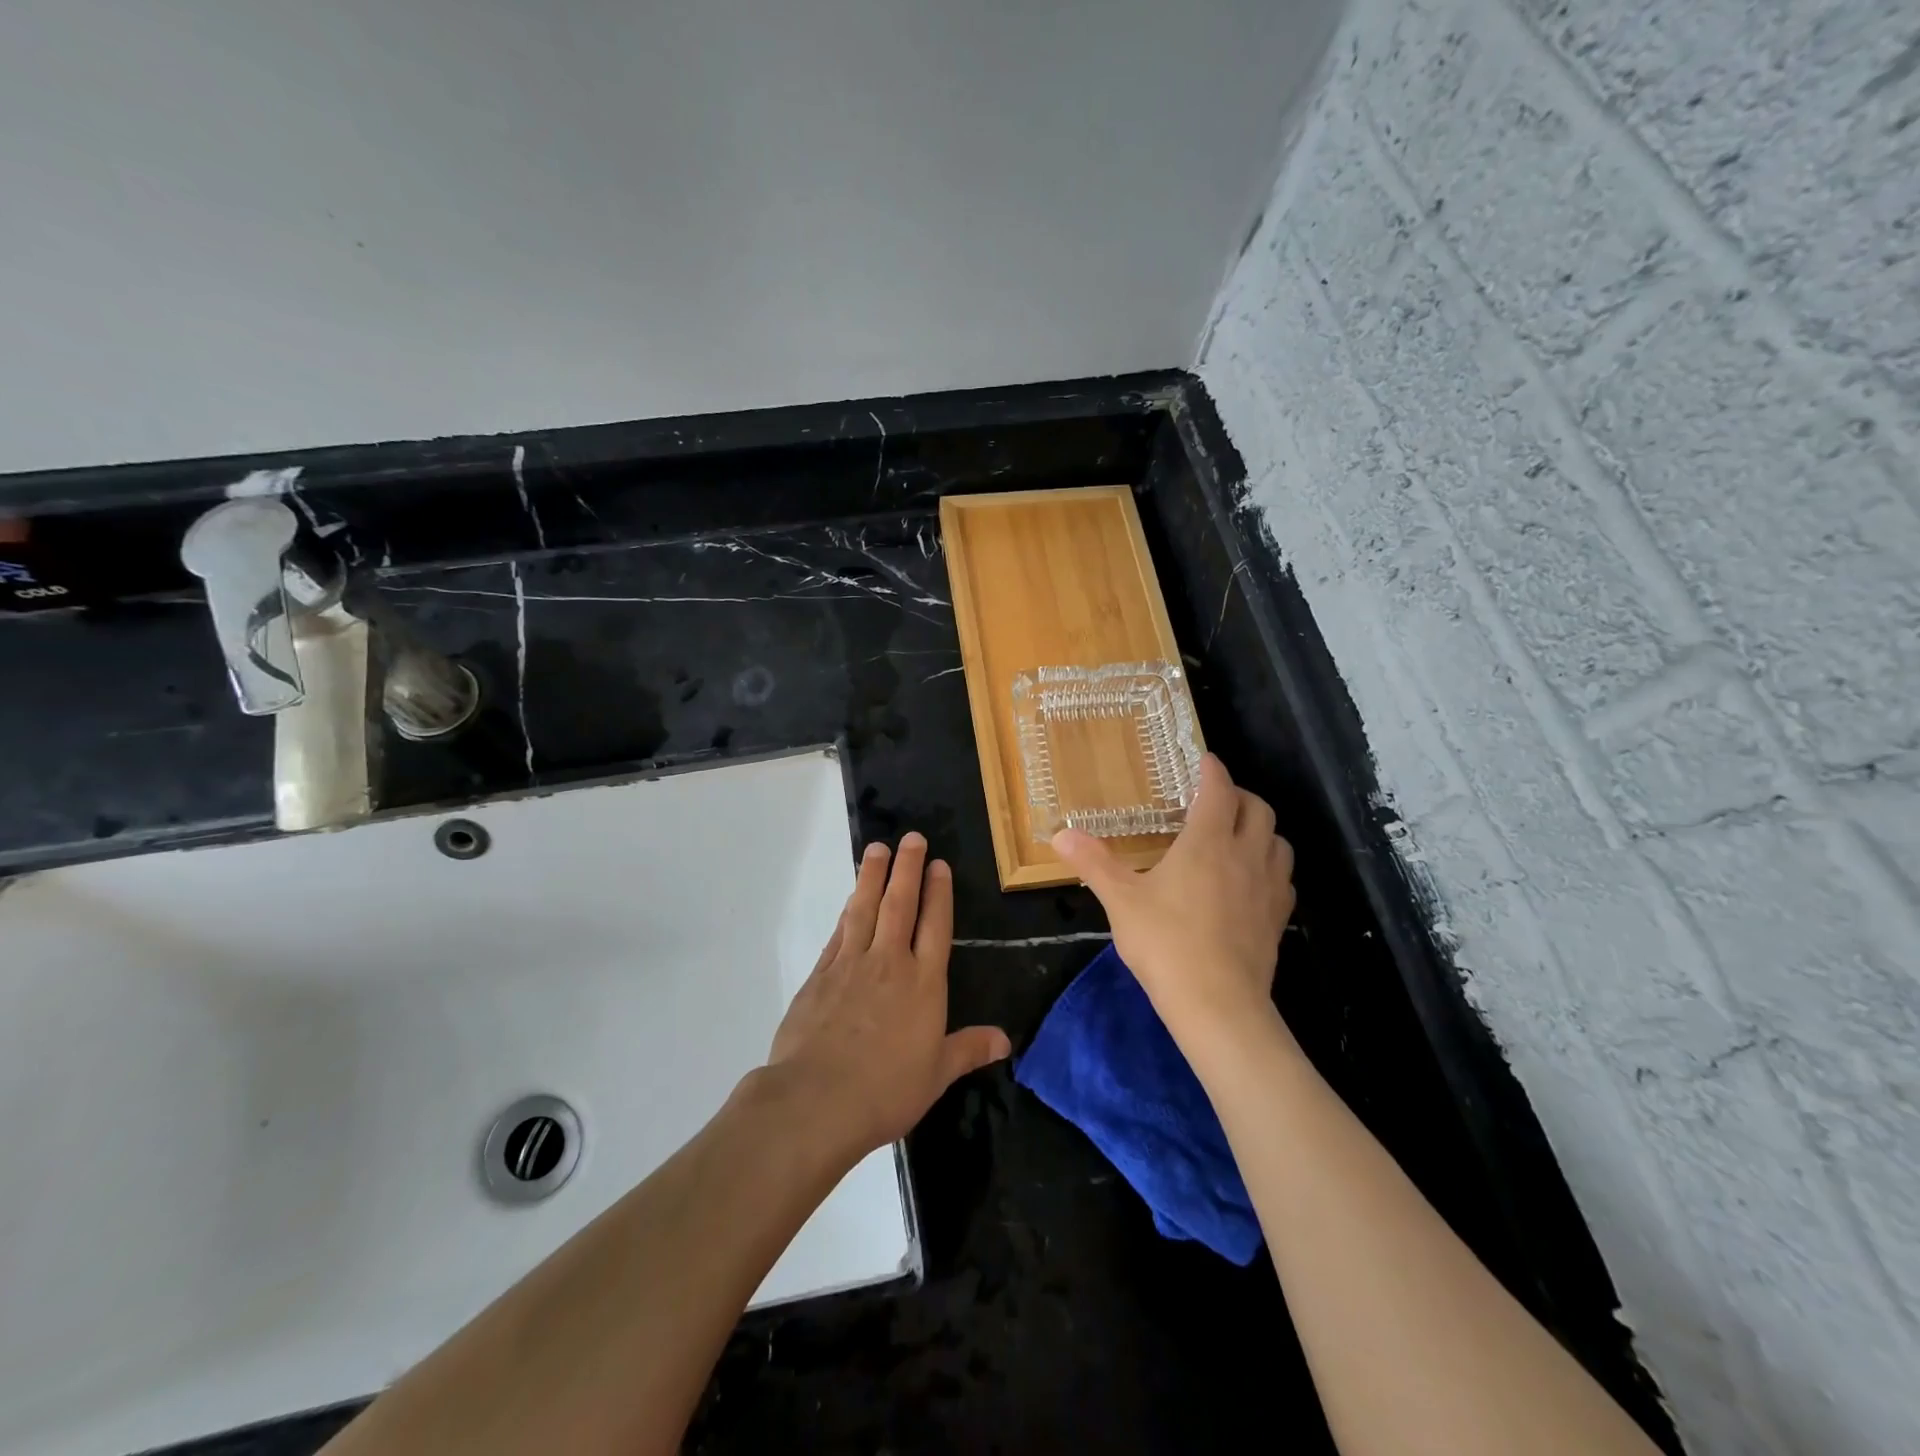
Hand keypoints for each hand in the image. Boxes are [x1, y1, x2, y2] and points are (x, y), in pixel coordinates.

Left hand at [768, 832, 1010, 1157]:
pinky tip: (851, 900)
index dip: (938, 893)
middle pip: (900, 905)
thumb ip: (968, 1050)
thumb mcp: (936, 1075)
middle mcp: (889, 963)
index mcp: (924, 984)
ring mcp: (851, 965)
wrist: (816, 1099)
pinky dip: (847, 912)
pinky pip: (839, 933)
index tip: (938, 865)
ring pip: (865, 909)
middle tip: (911, 838)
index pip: (935, 926)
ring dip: (872, 877)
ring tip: (877, 849)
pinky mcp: (820, 975)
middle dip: (907, 868)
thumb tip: (1006, 1040)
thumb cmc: (885, 1090)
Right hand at [1052, 754, 1294, 1046]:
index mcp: (1207, 842)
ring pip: (1279, 841)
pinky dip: (1270, 865)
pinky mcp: (1277, 918)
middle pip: (1258, 809)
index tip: (1204, 760)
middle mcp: (1245, 856)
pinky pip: (1283, 877)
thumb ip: (1094, 863)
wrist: (1218, 1004)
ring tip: (1237, 835)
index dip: (1212, 771)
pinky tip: (1251, 880)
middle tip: (1216, 799)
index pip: (1219, 791)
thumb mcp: (1121, 900)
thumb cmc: (1166, 943)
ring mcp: (1268, 888)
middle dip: (1239, 796)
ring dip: (1261, 829)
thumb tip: (1061, 834)